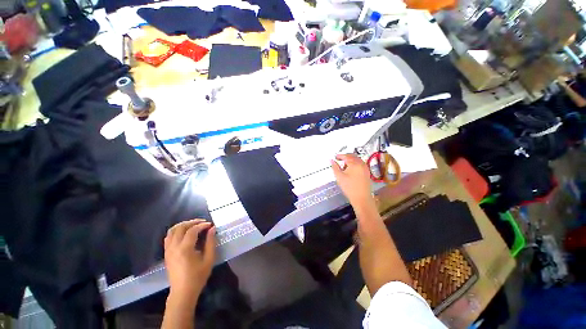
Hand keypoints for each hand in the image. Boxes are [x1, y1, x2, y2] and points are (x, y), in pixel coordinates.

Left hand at [164, 219, 215, 305]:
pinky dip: (176, 231)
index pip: (192, 231)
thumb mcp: (209, 260)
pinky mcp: (166, 253)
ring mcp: (168, 250)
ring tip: (193, 225)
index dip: (202, 225)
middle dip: (192, 222)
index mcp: (185, 249)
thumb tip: (212, 229)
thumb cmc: (198, 277)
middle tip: (203, 222)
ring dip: (183, 225)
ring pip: (172, 230)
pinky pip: (168, 237)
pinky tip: (184, 233)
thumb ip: (211, 242)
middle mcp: (174, 247)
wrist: (182, 292)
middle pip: (180, 227)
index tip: (210, 225)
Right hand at [331, 154, 374, 210]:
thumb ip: (335, 167)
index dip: (339, 156)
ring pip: (357, 160)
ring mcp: (365, 168)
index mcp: (355, 163)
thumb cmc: (350, 188)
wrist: (361, 198)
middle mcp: (361, 164)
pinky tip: (350, 170)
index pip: (346, 156)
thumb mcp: (339, 177)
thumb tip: (332, 161)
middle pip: (352, 156)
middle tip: (339, 160)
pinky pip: (360, 164)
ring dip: (350, 160)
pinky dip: (354, 164)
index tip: (335, 157)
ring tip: (344, 166)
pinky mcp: (367, 172)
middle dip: (345, 157)